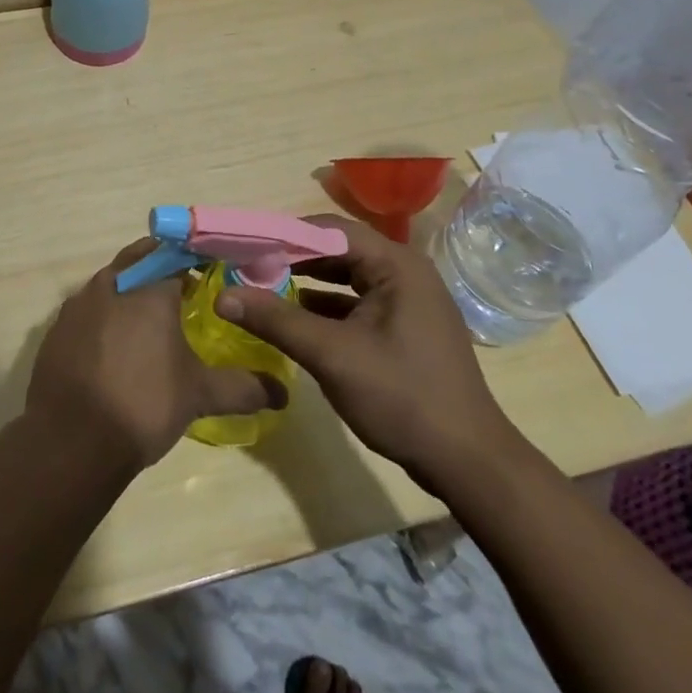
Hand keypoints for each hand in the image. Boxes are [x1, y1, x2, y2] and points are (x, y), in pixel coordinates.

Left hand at [26, 240, 287, 469]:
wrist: (71, 440)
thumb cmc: (143, 404)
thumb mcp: (200, 395)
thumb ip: (243, 387)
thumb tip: (282, 393)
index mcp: (149, 287)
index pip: (179, 255)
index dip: (198, 261)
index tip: (214, 275)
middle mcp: (112, 282)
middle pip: (143, 258)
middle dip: (164, 267)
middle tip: (187, 292)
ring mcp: (79, 303)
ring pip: (113, 280)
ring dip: (134, 288)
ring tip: (153, 321)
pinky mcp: (58, 326)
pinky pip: (89, 306)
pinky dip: (106, 314)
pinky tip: (116, 345)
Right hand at [215, 215, 525, 492]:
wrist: (468, 462)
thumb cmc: (402, 397)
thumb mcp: (332, 355)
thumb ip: (276, 320)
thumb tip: (222, 295)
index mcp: (396, 265)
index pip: (329, 229)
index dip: (284, 235)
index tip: (245, 246)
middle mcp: (405, 272)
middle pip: (338, 249)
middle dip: (292, 257)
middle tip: (248, 265)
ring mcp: (409, 301)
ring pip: (347, 276)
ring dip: (307, 280)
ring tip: (263, 286)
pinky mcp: (406, 328)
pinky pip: (358, 302)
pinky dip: (327, 305)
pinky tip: (297, 317)